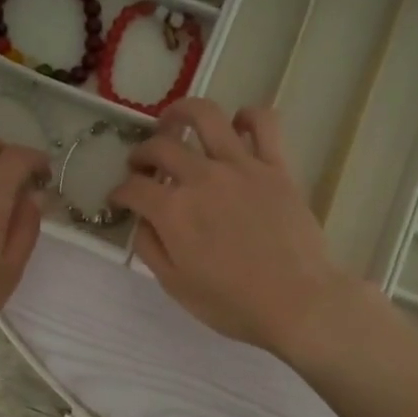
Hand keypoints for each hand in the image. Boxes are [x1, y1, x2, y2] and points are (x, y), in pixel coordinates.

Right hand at [109, 100, 367, 359]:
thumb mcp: (176, 287)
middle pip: (161, 147)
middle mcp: (202, 178)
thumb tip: (142, 221)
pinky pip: (263, 123)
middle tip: (141, 165)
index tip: (119, 199)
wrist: (298, 302)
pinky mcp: (276, 165)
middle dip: (141, 153)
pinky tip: (237, 125)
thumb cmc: (234, 304)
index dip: (119, 192)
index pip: (133, 188)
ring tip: (174, 121)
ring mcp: (241, 166)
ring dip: (182, 112)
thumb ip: (151, 248)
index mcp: (173, 211)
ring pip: (206, 116)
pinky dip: (248, 116)